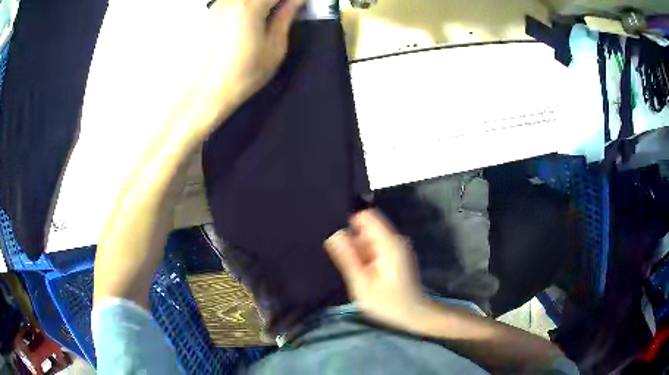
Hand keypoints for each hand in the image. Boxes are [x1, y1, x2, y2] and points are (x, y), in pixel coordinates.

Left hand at [202, 0, 303, 114]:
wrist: (209, 91)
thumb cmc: (246, 73)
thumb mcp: (275, 46)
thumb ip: (286, 16)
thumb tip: (297, 0)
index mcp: (250, 6)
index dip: (291, 0)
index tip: (298, 6)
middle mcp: (231, 0)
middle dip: (276, 2)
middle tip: (285, 11)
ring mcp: (218, 5)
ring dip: (262, 5)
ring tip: (269, 17)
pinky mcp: (211, 13)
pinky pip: (235, 1)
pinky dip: (247, 6)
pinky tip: (251, 20)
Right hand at [325, 210, 427, 329]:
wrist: (412, 314)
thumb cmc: (387, 302)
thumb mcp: (362, 283)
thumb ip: (347, 257)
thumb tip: (334, 235)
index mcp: (388, 243)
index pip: (366, 216)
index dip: (349, 223)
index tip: (339, 241)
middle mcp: (394, 240)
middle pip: (367, 228)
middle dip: (353, 241)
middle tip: (350, 266)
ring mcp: (396, 247)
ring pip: (370, 238)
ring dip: (359, 251)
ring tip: (357, 272)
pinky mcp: (395, 255)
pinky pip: (376, 247)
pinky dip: (366, 256)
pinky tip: (365, 273)